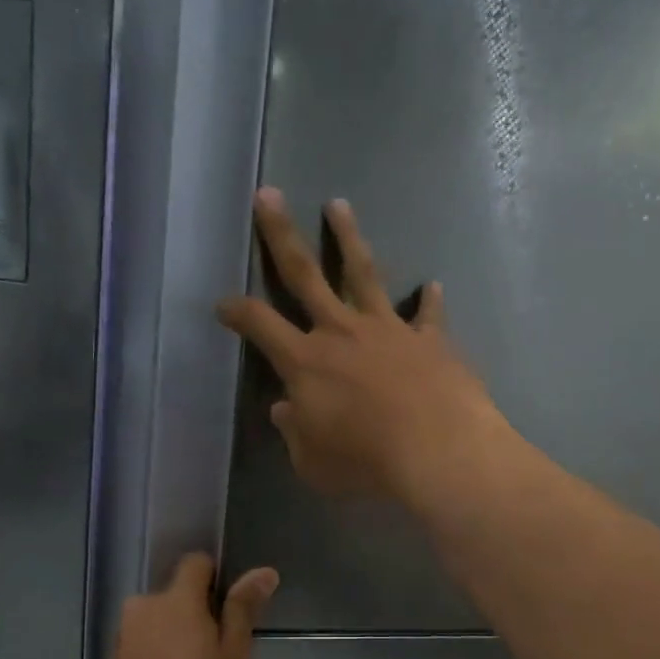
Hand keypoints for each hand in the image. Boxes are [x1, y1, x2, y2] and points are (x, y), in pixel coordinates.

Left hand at [86, 553, 276, 658]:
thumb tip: (264, 571)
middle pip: (175, 596)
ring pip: (157, 622)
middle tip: (213, 655)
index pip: (195, 563)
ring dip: (172, 637)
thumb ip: (243, 609)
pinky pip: (141, 646)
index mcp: (177, 599)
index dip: (214, 579)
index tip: (227, 611)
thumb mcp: (233, 656)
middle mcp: (144, 607)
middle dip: (193, 615)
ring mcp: (123, 635)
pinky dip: (155, 658)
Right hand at [217, 189, 509, 503]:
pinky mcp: (430, 339)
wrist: (436, 451)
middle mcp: (341, 333)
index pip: (260, 325)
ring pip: (363, 274)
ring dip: (349, 238)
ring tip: (338, 204)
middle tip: (269, 195)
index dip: (237, 312)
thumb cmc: (364, 462)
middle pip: (304, 274)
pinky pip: (428, 315)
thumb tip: (284, 410)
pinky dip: (429, 301)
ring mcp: (388, 330)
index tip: (223, 304)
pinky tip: (433, 286)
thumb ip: (295, 433)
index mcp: (305, 362)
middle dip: (281, 234)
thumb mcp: (313, 462)